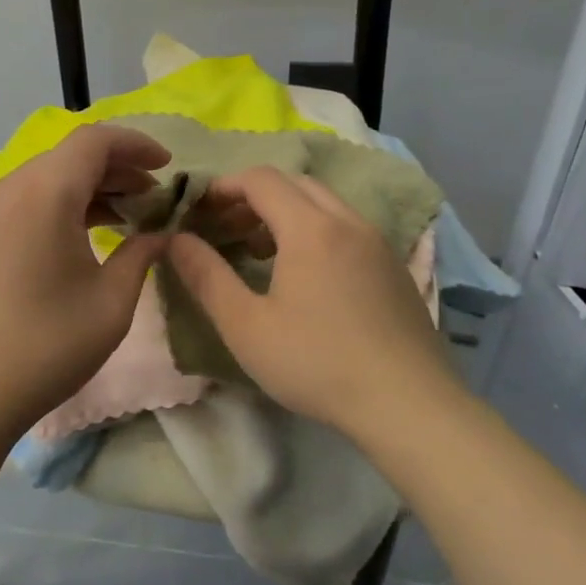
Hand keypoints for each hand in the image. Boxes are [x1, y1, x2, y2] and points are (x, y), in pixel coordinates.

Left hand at [0, 124, 171, 436]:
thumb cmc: (46, 346)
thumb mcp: (111, 302)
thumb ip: (141, 254)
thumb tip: (160, 234)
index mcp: (43, 193)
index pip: (94, 141)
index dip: (136, 145)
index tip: (167, 167)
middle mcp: (8, 187)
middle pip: (69, 156)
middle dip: (117, 168)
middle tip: (153, 196)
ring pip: (47, 176)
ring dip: (89, 186)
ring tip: (128, 213)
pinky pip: (26, 198)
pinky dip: (61, 202)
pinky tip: (85, 230)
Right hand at [165, 166, 453, 438]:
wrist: (409, 405)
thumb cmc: (317, 363)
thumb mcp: (245, 326)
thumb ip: (206, 276)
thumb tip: (175, 239)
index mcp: (310, 228)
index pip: (261, 179)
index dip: (224, 187)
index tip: (199, 210)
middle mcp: (348, 221)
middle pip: (295, 183)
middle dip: (254, 197)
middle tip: (226, 229)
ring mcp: (378, 243)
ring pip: (324, 204)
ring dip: (286, 213)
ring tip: (259, 251)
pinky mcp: (394, 267)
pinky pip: (347, 227)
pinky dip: (316, 231)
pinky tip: (305, 276)